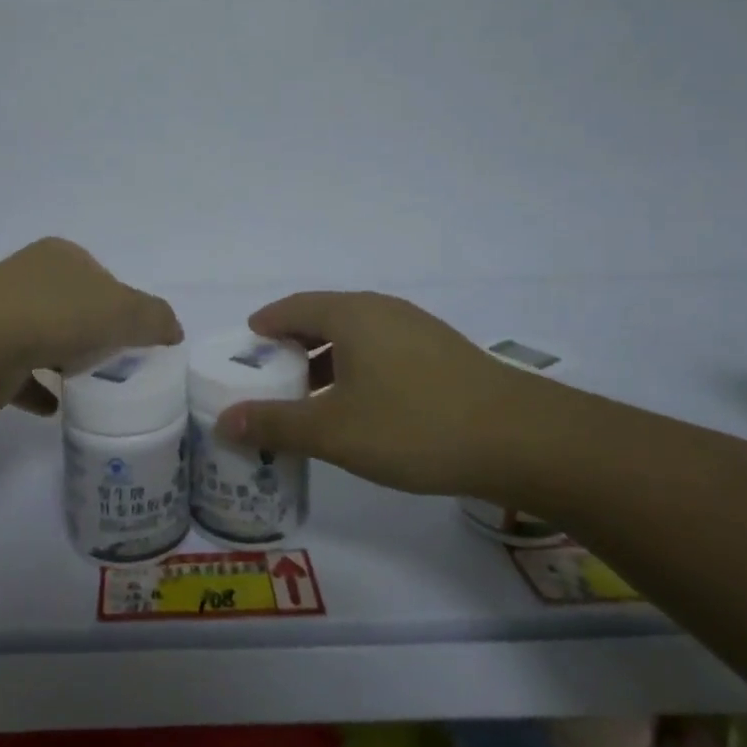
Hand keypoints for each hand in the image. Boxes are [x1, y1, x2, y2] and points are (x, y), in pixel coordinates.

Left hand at [0, 238, 182, 415]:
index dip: (120, 303)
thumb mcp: (124, 311)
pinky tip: (55, 408)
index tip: (132, 335)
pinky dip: (36, 387)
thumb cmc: (60, 314)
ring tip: (84, 384)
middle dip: (90, 330)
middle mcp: (27, 275)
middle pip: (70, 304)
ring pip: (41, 334)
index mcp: (61, 256)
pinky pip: (17, 370)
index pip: (100, 276)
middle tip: (112, 361)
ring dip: (61, 357)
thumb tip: (173, 330)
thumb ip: (155, 317)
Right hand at [215, 291, 561, 496]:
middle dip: (293, 343)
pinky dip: (358, 368)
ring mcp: (418, 330)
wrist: (522, 440)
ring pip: (357, 336)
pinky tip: (362, 404)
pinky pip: (383, 350)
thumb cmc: (414, 426)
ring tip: (311, 394)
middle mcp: (383, 311)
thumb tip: (224, 421)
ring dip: (327, 359)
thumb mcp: (334, 431)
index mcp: (352, 315)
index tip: (247, 342)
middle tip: (271, 374)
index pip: (294, 306)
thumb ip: (276, 424)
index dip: (266, 322)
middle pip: (325, 317)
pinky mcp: (443, 354)